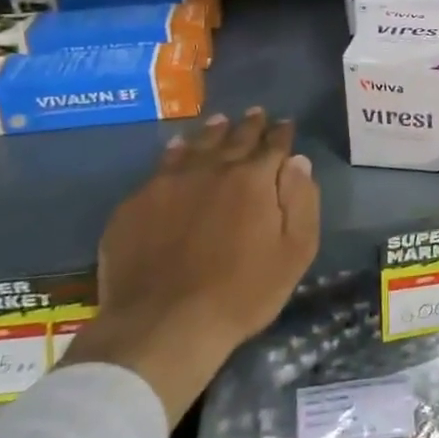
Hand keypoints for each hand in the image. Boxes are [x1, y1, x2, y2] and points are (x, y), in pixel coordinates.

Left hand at [65, 109, 320, 420]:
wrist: (164, 324)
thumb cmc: (242, 293)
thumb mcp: (294, 252)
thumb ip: (301, 201)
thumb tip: (297, 162)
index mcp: (253, 180)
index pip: (273, 146)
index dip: (282, 134)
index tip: (285, 124)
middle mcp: (212, 169)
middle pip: (234, 138)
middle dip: (249, 125)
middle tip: (256, 113)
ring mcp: (169, 183)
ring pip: (195, 145)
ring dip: (212, 132)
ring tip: (220, 122)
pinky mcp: (137, 203)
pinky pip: (161, 166)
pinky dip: (175, 152)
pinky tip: (177, 149)